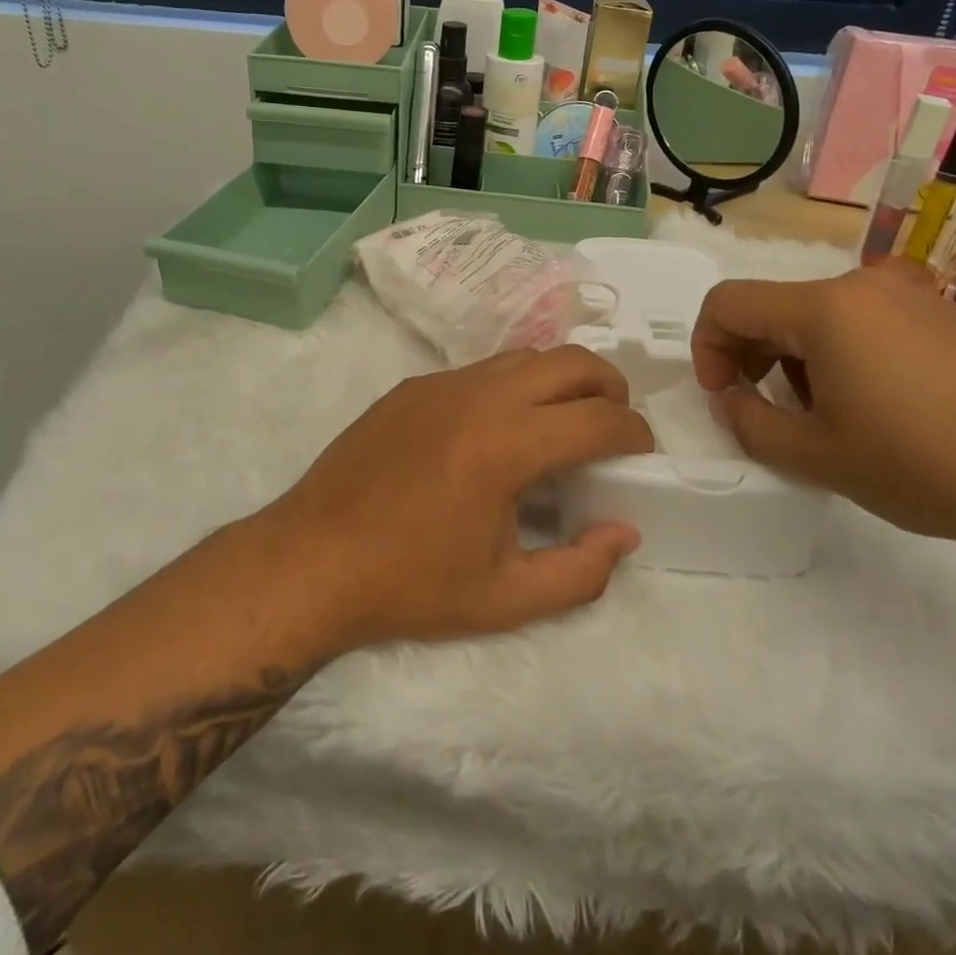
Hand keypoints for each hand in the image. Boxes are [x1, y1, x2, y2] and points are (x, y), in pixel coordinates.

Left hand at [263, 345, 651, 650]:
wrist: (313, 558)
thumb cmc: (410, 584)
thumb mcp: (505, 598)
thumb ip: (581, 570)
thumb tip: (625, 531)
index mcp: (505, 446)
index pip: (598, 418)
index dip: (634, 433)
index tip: (641, 454)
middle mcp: (478, 396)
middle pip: (571, 361)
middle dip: (608, 387)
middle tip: (613, 426)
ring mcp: (441, 383)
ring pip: (525, 356)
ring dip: (560, 380)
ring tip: (562, 424)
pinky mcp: (413, 385)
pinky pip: (482, 369)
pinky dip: (513, 385)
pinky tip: (499, 430)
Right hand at [692, 260, 955, 548]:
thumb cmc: (930, 464)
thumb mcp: (818, 456)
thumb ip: (751, 424)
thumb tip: (732, 400)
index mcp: (823, 307)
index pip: (728, 303)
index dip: (706, 348)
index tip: (724, 397)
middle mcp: (864, 286)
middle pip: (774, 307)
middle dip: (752, 357)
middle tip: (766, 413)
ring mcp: (914, 298)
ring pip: (821, 317)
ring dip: (798, 360)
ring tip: (828, 419)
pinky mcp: (950, 319)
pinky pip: (869, 324)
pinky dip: (845, 357)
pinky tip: (882, 411)